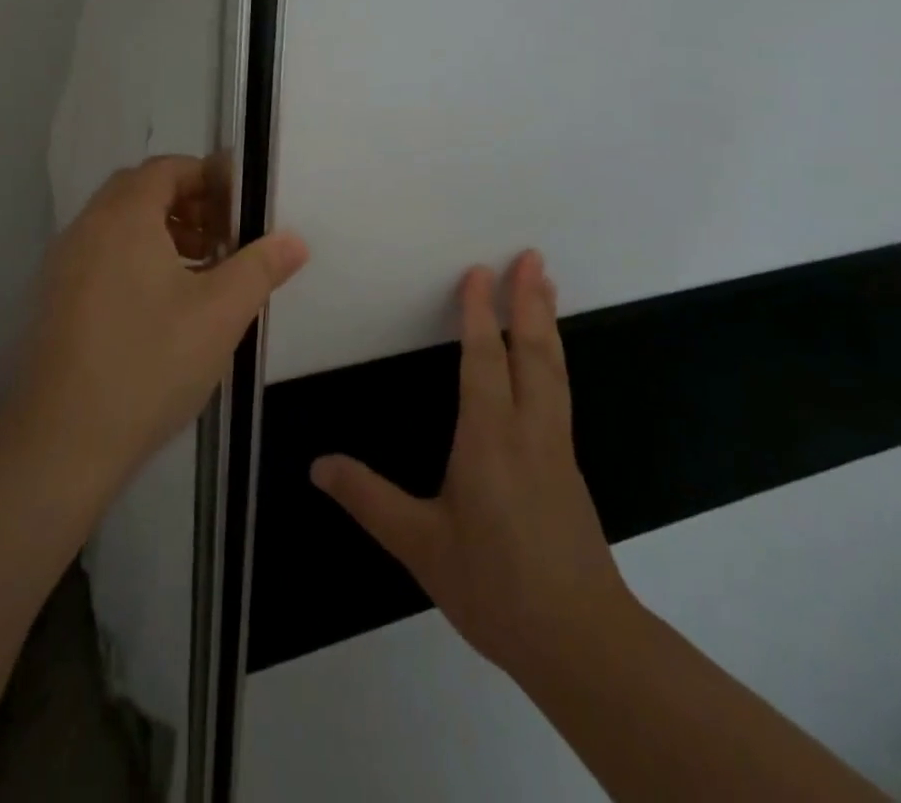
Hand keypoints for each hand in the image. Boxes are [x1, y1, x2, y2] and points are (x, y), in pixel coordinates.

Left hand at [6, 155, 309, 489]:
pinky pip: (101, 255)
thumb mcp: (220, 313)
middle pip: (140, 191)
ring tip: (202, 269)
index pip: (167, 168)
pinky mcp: (54, 299)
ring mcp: (63, 264)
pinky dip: (136, 257)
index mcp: (123, 218)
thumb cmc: (149, 364)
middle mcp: (86, 228)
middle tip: (225, 235)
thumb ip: (260, 267)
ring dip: (163, 231)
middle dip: (189, 203)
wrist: (62, 442)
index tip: (242, 205)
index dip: (208, 176)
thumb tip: (293, 239)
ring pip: (119, 225)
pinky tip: (165, 303)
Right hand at [311, 252, 633, 681]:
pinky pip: (560, 393)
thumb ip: (369, 500)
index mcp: (490, 438)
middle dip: (529, 301)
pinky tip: (548, 363)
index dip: (478, 313)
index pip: (483, 359)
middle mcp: (528, 431)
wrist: (583, 644)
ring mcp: (556, 448)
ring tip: (547, 286)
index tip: (477, 271)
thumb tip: (318, 465)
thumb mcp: (421, 545)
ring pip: (554, 370)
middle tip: (532, 257)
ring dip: (547, 323)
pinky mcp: (569, 469)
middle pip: (532, 352)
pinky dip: (553, 359)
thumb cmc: (495, 586)